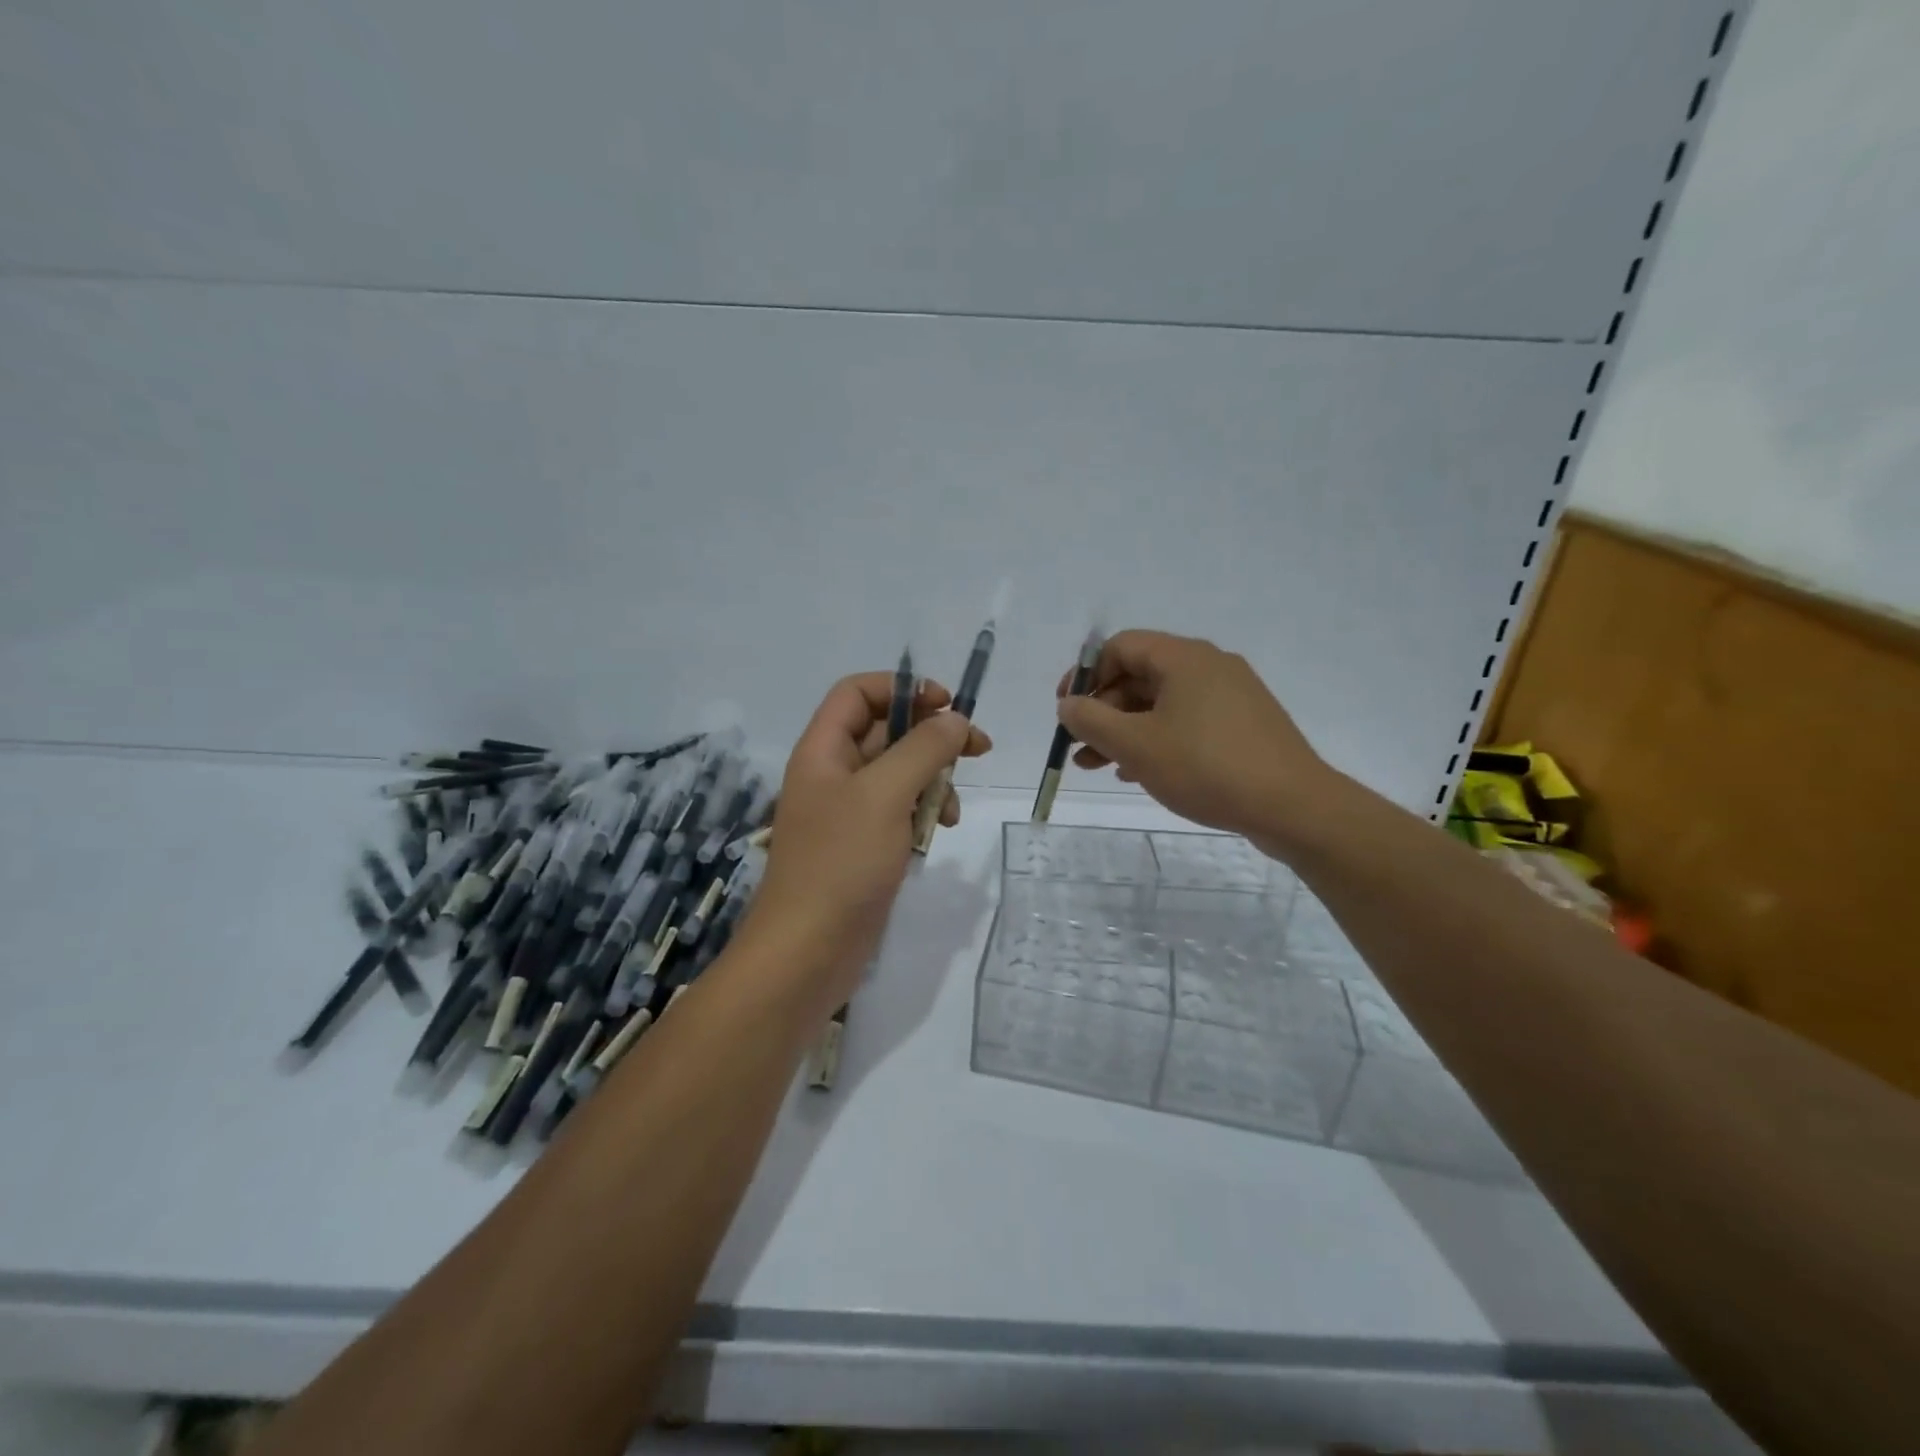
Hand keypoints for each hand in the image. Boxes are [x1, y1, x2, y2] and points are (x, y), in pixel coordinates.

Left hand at [741, 673, 990, 1016]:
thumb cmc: (841, 863)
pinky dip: (923, 813)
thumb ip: (924, 750)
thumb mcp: (885, 794)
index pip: (859, 692)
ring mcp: (848, 811)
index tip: (948, 705)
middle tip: (978, 748)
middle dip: (931, 737)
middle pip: (886, 731)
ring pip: (899, 773)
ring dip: (933, 780)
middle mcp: (833, 773)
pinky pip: (900, 810)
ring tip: (951, 808)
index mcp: (823, 750)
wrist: (808, 951)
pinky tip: (938, 831)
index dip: (902, 689)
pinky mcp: (864, 844)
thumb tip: (956, 720)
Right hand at [1055, 630, 1334, 853]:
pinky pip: (1186, 722)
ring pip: (1161, 704)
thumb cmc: (1207, 767)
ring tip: (1098, 767)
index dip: (1086, 676)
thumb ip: (1092, 720)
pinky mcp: (1243, 726)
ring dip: (1124, 731)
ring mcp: (1230, 696)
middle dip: (1102, 711)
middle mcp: (1209, 666)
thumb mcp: (1136, 745)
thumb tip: (1068, 705)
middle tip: (1079, 747)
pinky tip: (1139, 772)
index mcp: (1184, 658)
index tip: (1067, 711)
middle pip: (1139, 676)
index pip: (1120, 647)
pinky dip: (1156, 740)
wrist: (1293, 807)